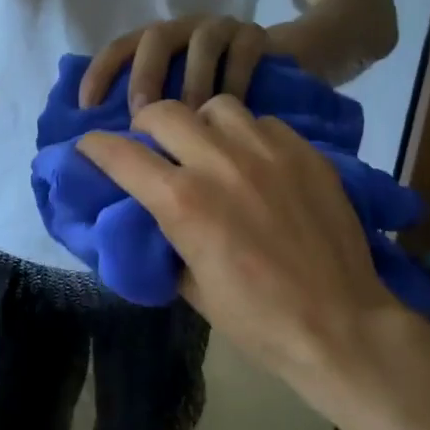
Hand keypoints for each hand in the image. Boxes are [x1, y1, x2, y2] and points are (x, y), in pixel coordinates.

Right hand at [75, 97, 398, 395]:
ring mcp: (266, 151)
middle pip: (164, 111)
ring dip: (200, 124)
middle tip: (151, 145)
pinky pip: (261, 121)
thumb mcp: (191, 287)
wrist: (341, 324)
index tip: (88, 147)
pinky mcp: (303, 151)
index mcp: (183, 202)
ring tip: (208, 148)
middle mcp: (219, 163)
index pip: (120, 154)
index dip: (94, 146)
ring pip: (215, 106)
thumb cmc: (258, 319)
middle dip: (145, 125)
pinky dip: (246, 135)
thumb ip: (165, 237)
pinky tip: (254, 161)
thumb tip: (151, 213)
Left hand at [79, 15, 269, 113]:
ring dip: (192, 81)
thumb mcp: (182, 104)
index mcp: (159, 44)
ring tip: (191, 121)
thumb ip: (156, 116)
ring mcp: (221, 28)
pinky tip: (233, 116)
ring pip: (202, 43)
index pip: (120, 48)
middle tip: (142, 115)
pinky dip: (234, 82)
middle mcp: (185, 29)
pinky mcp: (256, 36)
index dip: (101, 72)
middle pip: (157, 37)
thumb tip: (121, 153)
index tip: (88, 108)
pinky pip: (242, 52)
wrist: (286, 67)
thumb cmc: (220, 98)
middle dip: (146, 75)